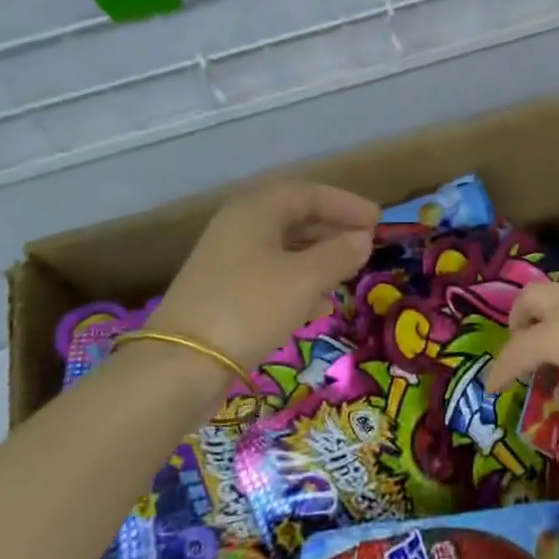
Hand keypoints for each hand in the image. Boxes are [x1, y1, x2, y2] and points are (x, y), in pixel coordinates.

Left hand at [148, 181, 378, 377]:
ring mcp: (228, 261)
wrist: (181, 365)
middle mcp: (239, 227)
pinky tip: (320, 305)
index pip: (308, 193)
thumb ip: (338, 254)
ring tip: (348, 273)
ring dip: (318, 257)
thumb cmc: (249, 307)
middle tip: (365, 244)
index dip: (345, 204)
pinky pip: (272, 276)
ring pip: (283, 248)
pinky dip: (300, 282)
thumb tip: (362, 239)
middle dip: (332, 229)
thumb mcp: (304, 279)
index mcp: (255, 211)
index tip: (377, 220)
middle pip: (294, 217)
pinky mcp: (225, 293)